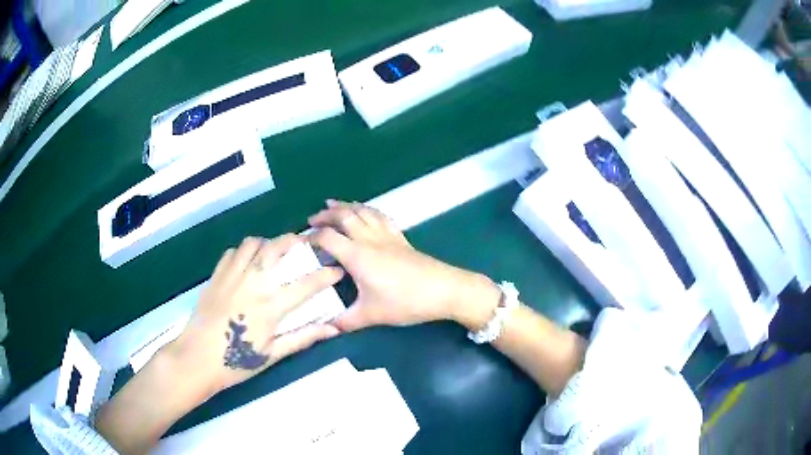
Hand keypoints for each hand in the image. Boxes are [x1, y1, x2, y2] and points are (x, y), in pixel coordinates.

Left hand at [169, 235, 342, 394]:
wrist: (197, 357)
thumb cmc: (237, 361)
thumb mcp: (274, 354)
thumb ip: (303, 337)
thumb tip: (333, 329)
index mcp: (271, 305)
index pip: (307, 284)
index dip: (326, 275)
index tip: (337, 270)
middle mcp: (254, 282)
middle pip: (277, 248)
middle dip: (296, 240)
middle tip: (304, 244)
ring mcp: (232, 275)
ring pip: (253, 243)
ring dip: (268, 243)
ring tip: (273, 251)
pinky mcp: (216, 275)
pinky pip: (232, 252)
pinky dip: (243, 251)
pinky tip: (246, 262)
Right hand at [308, 200, 500, 331]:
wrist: (443, 290)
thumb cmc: (405, 302)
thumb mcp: (371, 315)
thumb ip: (346, 322)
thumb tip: (326, 327)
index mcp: (357, 256)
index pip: (328, 237)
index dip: (312, 237)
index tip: (301, 242)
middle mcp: (369, 239)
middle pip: (344, 216)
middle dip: (326, 214)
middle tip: (312, 219)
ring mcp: (387, 236)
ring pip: (363, 211)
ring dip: (345, 206)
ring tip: (332, 204)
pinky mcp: (401, 238)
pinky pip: (380, 216)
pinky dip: (367, 209)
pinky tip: (365, 211)